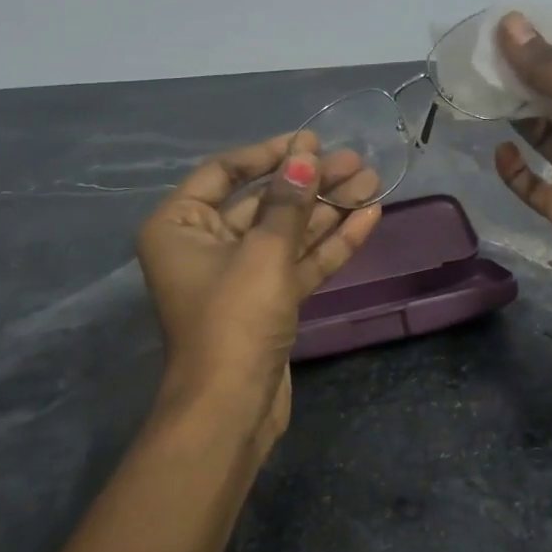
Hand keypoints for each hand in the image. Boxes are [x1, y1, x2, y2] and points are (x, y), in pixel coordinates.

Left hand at [136, 134, 381, 445]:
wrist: (231, 410)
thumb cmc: (234, 320)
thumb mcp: (263, 254)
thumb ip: (288, 202)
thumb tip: (305, 154)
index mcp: (180, 226)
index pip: (225, 172)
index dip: (269, 154)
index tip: (311, 141)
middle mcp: (205, 245)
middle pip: (263, 202)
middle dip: (310, 183)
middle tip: (355, 162)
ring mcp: (240, 275)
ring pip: (288, 232)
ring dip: (327, 209)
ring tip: (370, 182)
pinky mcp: (268, 301)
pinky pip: (299, 262)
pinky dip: (330, 243)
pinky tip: (367, 218)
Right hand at [492, 13, 551, 334]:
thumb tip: (510, 24)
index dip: (548, 45)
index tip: (506, 28)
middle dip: (524, 79)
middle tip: (483, 59)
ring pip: (541, 136)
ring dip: (516, 118)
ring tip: (482, 94)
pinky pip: (531, 182)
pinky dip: (514, 168)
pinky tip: (500, 152)